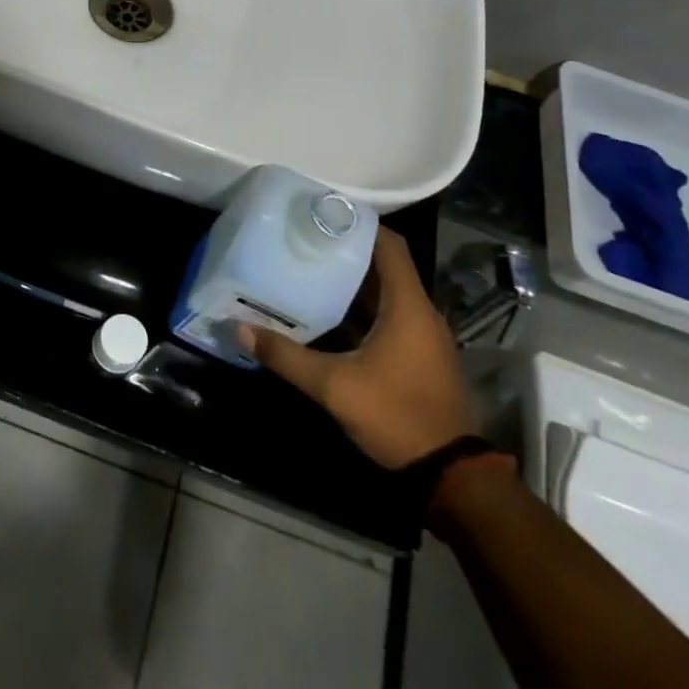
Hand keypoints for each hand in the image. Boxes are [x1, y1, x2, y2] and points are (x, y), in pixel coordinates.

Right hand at [241, 227, 474, 469]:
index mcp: (407, 306)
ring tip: (307, 269)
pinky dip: (360, 309)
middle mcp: (419, 312)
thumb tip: (240, 329)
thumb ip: (286, 356)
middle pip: (383, 266)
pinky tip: (326, 314)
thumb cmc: (396, 415)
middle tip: (303, 241)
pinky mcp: (417, 356)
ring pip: (384, 294)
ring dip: (351, 282)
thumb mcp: (334, 386)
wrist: (449, 473)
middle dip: (345, 251)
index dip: (360, 224)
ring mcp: (421, 336)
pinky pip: (387, 317)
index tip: (323, 214)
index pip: (389, 245)